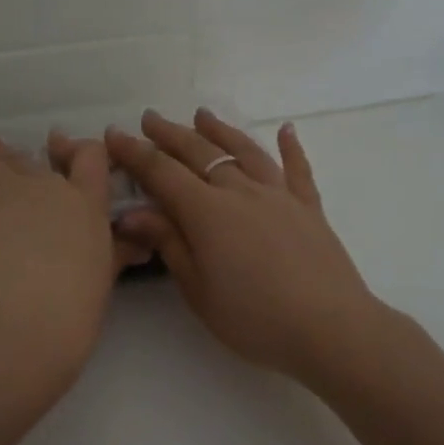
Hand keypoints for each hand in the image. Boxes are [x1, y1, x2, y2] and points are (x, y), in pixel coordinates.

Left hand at [0, 125, 143, 388]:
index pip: (90, 158)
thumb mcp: (105, 275)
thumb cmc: (78, 297)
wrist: (29, 303)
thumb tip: (139, 246)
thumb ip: (117, 255)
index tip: (61, 143)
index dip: (76, 148)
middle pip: (23, 156)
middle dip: (2, 145)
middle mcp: (45, 186)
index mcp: (85, 202)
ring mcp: (3, 191)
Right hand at [105, 110, 386, 384]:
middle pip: (200, 153)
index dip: (135, 153)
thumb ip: (169, 244)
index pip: (162, 173)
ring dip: (220, 131)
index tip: (114, 135)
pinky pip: (297, 169)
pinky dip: (291, 147)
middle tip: (149, 119)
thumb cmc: (254, 318)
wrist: (329, 329)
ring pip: (244, 152)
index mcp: (208, 212)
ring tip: (202, 115)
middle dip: (170, 134)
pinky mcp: (309, 208)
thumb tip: (130, 214)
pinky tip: (287, 130)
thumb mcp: (198, 290)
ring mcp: (279, 196)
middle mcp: (242, 191)